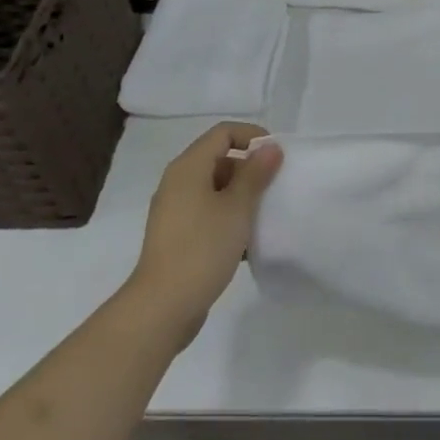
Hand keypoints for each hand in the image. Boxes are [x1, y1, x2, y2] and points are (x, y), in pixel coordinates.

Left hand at [129, 122, 282, 342]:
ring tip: (264, 213)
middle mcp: (177, 182)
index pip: (223, 132)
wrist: (162, 307)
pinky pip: (207, 211)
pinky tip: (246, 239)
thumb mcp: (237, 207)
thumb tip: (270, 147)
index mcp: (188, 168)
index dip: (252, 136)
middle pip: (218, 158)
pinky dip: (228, 215)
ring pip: (214, 187)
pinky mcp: (177, 235)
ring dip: (241, 194)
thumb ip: (255, 174)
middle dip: (249, 167)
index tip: (276, 157)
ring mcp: (174, 210)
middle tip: (274, 186)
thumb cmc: (202, 248)